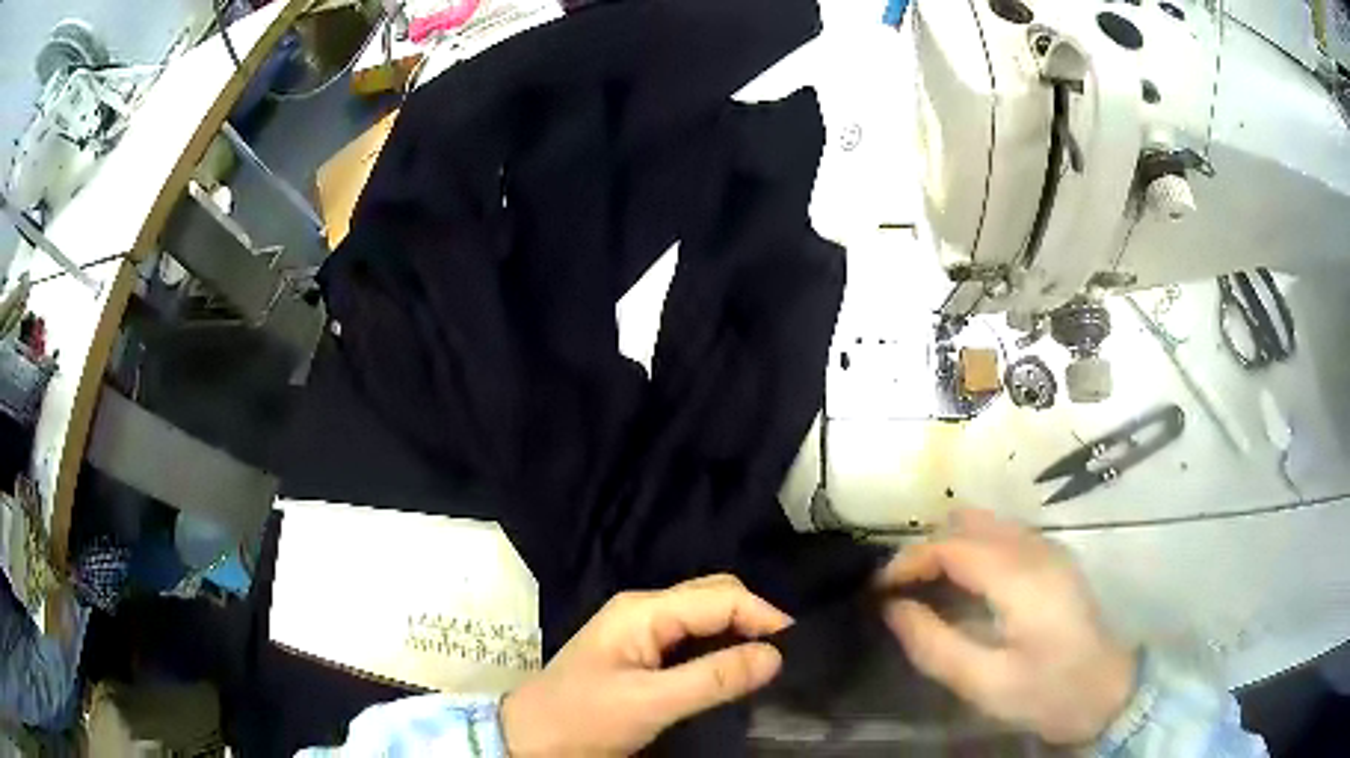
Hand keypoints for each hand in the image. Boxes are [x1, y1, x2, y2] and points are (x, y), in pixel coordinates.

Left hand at [501, 574, 791, 754]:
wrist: (532, 739)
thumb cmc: (583, 719)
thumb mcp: (650, 703)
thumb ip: (712, 678)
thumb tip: (775, 655)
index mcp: (643, 611)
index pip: (720, 597)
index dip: (763, 616)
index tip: (797, 647)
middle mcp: (645, 610)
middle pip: (714, 596)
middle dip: (754, 618)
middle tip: (785, 655)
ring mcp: (641, 630)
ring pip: (705, 615)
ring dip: (739, 631)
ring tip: (769, 661)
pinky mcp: (641, 652)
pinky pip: (692, 637)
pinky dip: (721, 646)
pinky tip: (735, 667)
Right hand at [879, 509, 1135, 744]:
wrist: (1107, 691)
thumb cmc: (1047, 692)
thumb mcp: (984, 683)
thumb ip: (934, 644)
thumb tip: (893, 608)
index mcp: (1021, 578)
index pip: (952, 545)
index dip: (909, 560)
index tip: (879, 589)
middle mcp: (1037, 549)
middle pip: (967, 523)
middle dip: (926, 549)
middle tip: (900, 591)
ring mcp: (1050, 549)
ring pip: (986, 524)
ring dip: (949, 546)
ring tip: (925, 588)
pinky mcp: (1054, 558)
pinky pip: (1002, 535)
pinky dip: (972, 549)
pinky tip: (963, 586)